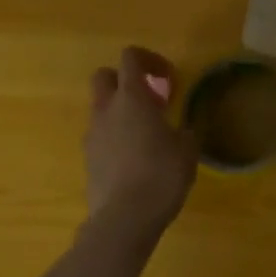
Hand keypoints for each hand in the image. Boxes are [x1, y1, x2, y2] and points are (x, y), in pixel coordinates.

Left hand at [82, 49, 197, 249]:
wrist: (124, 218)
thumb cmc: (162, 174)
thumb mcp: (187, 148)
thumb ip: (183, 129)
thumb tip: (180, 129)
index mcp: (132, 98)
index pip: (131, 58)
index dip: (150, 60)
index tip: (168, 79)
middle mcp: (107, 110)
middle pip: (104, 76)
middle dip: (125, 80)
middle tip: (151, 99)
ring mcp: (93, 135)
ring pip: (101, 108)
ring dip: (121, 111)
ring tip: (147, 134)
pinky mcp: (88, 160)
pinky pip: (101, 135)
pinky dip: (116, 136)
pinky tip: (136, 158)